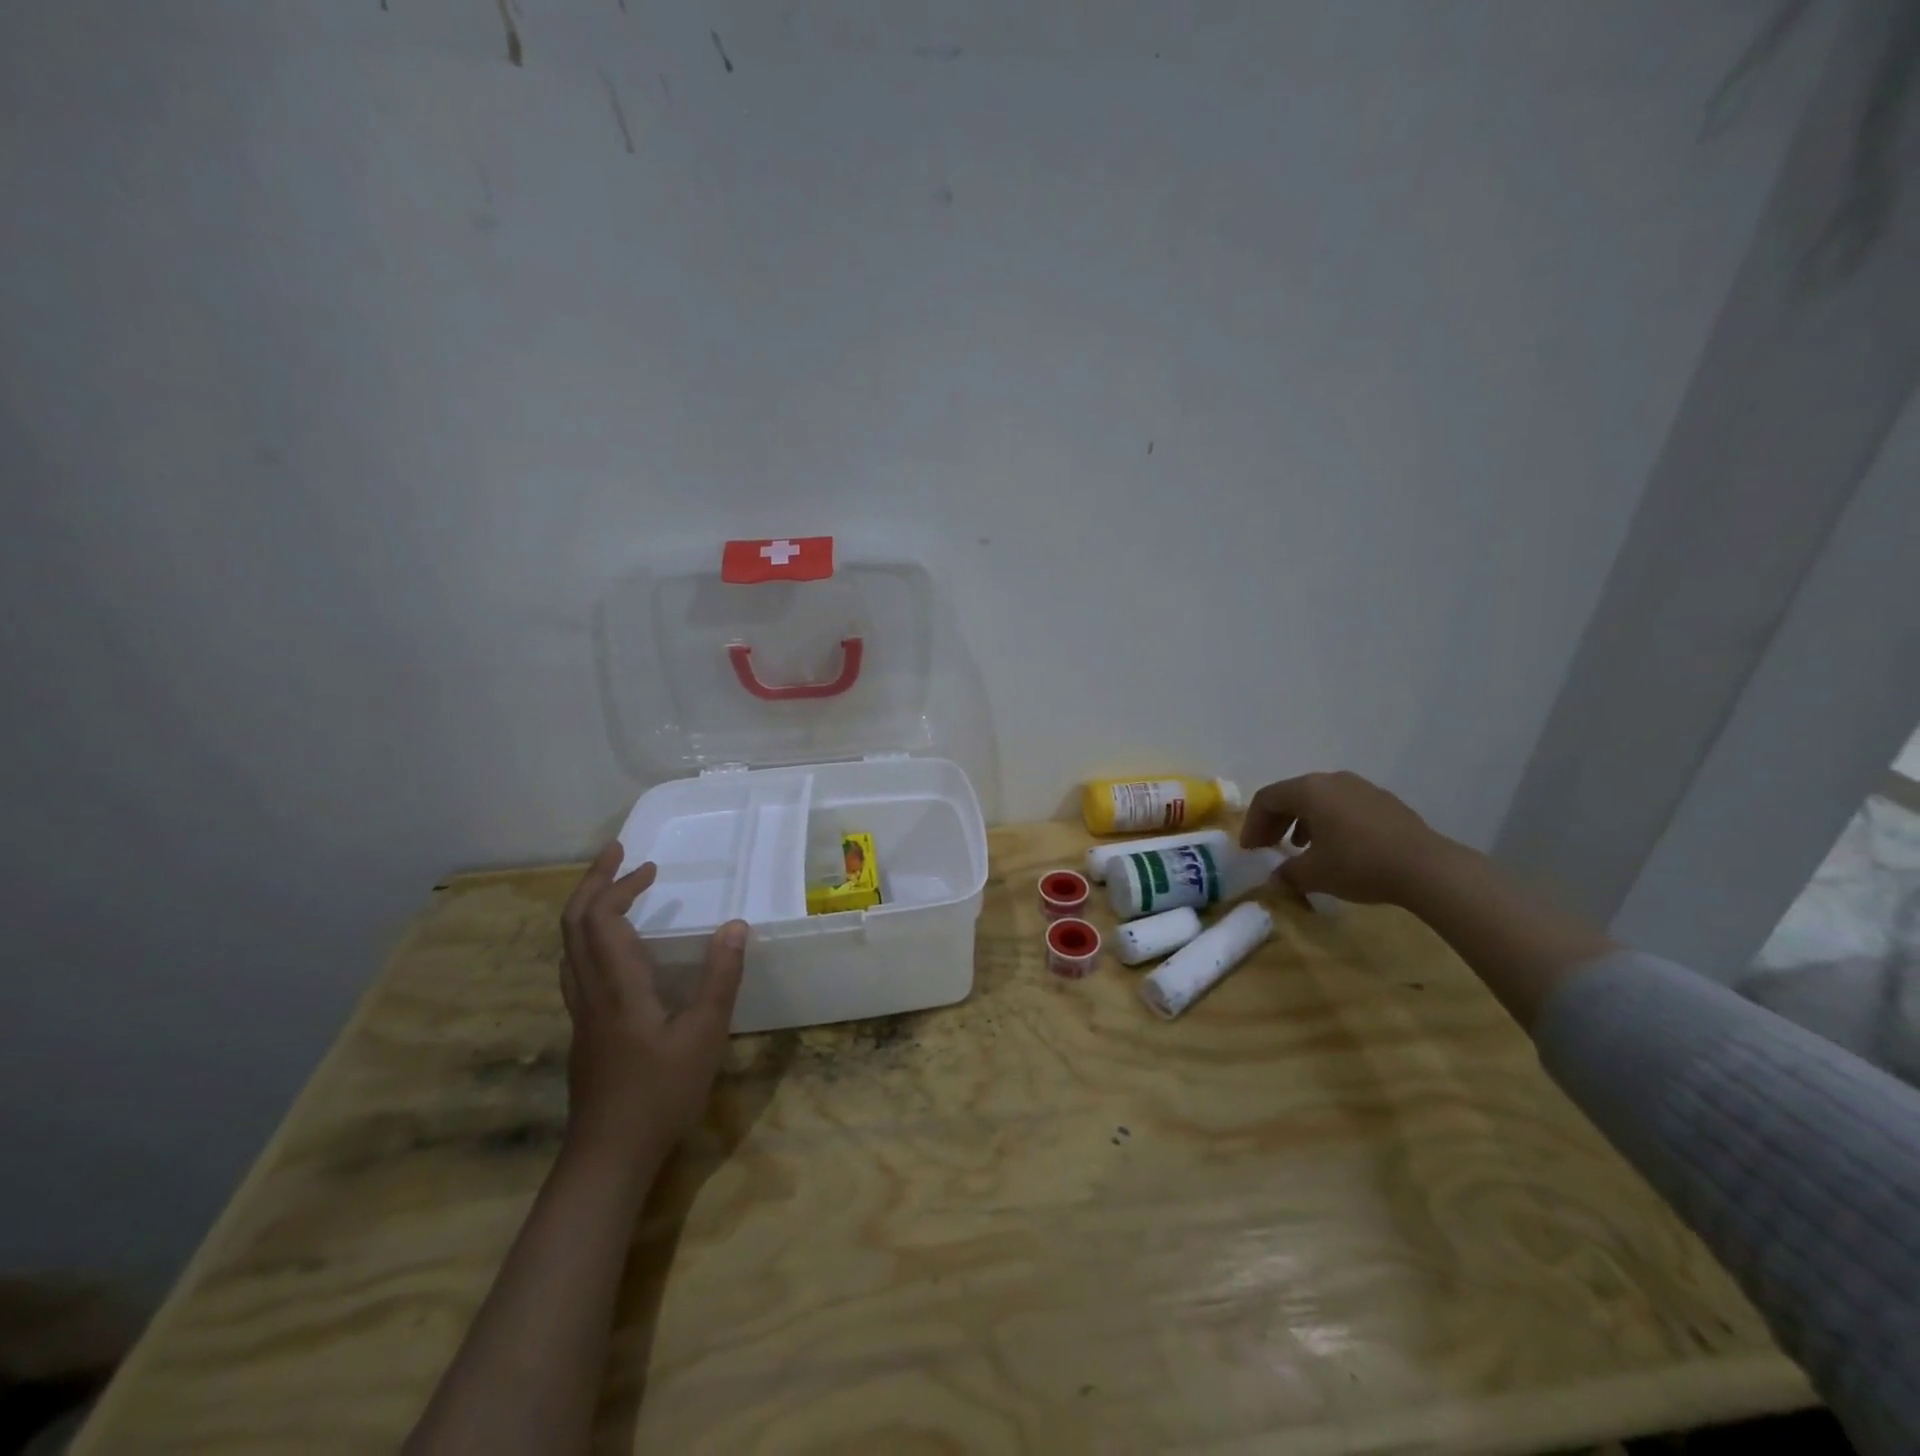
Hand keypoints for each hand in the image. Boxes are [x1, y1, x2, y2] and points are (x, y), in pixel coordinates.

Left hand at [558, 844, 747, 1166]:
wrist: (607, 1157)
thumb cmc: (660, 1094)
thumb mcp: (704, 1034)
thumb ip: (720, 978)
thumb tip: (735, 924)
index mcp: (616, 985)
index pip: (600, 919)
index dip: (619, 885)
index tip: (649, 866)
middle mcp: (590, 991)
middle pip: (573, 924)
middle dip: (593, 883)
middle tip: (619, 856)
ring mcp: (582, 1013)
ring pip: (569, 947)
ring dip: (587, 909)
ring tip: (616, 891)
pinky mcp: (585, 1031)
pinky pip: (577, 967)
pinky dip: (590, 938)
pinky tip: (616, 950)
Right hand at [1239, 771, 1454, 905]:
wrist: (1427, 868)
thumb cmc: (1358, 864)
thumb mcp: (1314, 874)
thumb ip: (1287, 873)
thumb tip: (1275, 878)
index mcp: (1308, 790)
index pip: (1266, 799)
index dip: (1252, 824)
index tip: (1251, 850)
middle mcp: (1332, 780)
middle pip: (1292, 795)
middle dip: (1275, 822)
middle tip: (1268, 847)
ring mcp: (1361, 787)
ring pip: (1319, 800)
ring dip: (1302, 822)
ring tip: (1300, 848)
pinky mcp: (1384, 801)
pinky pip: (1344, 806)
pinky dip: (1329, 822)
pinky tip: (1337, 848)